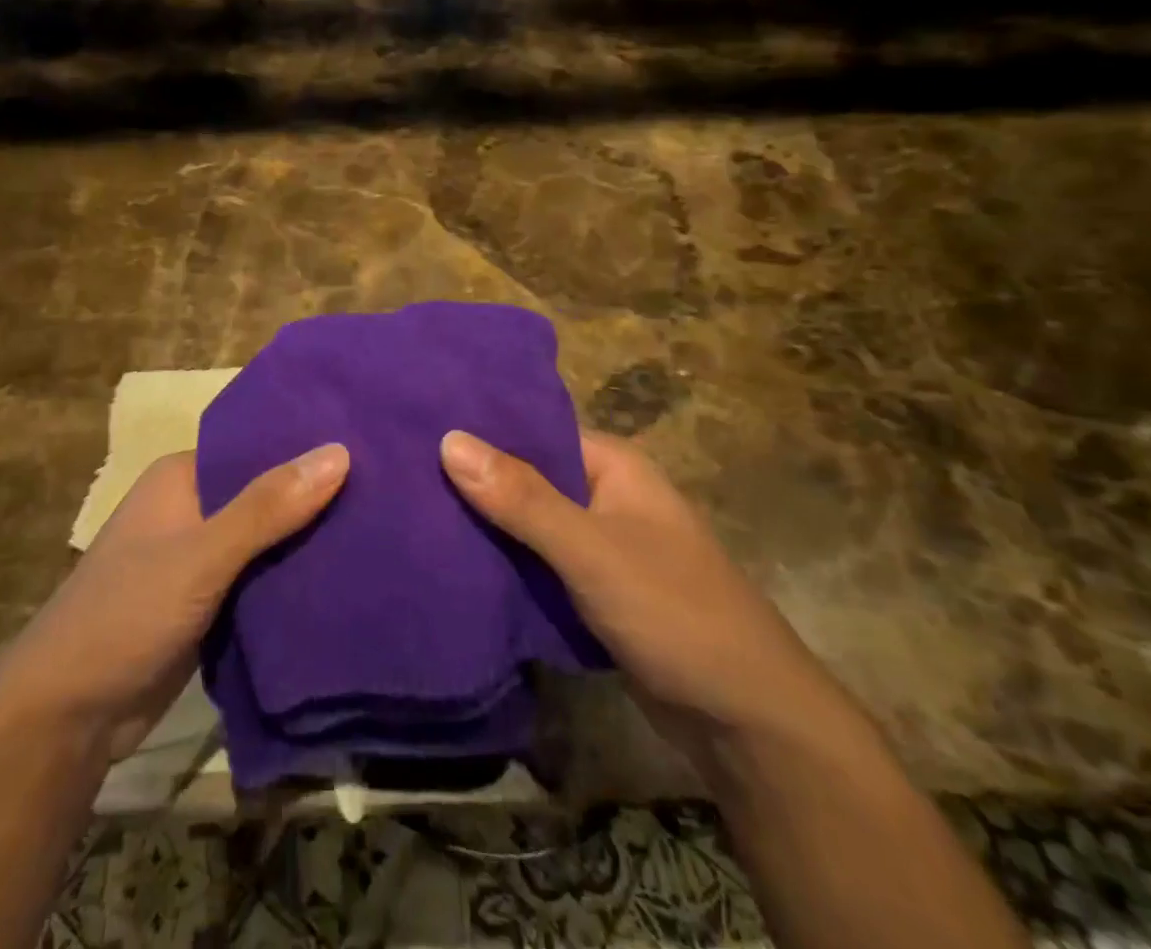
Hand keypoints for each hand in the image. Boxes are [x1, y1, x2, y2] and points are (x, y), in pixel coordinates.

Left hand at [0, 444, 349, 759]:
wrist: (67, 718)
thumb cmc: (126, 615)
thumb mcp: (201, 556)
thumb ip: (267, 507)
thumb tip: (340, 450)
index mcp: (182, 477)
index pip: (257, 447)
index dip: (308, 448)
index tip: (371, 447)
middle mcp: (191, 508)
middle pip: (265, 494)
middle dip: (315, 499)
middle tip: (389, 492)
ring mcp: (198, 558)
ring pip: (266, 540)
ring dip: (307, 542)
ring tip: (381, 530)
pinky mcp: (207, 603)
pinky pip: (259, 580)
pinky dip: (291, 580)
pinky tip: (343, 580)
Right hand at [440, 429, 847, 761]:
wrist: (748, 724)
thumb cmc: (674, 612)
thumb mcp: (591, 550)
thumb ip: (521, 498)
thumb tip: (448, 438)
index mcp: (611, 464)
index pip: (531, 428)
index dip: (478, 430)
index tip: (416, 429)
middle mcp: (605, 494)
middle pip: (526, 476)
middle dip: (473, 481)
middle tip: (401, 476)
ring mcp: (600, 544)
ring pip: (528, 523)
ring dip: (485, 525)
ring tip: (411, 513)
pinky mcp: (594, 590)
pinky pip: (538, 563)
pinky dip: (504, 563)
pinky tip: (453, 562)